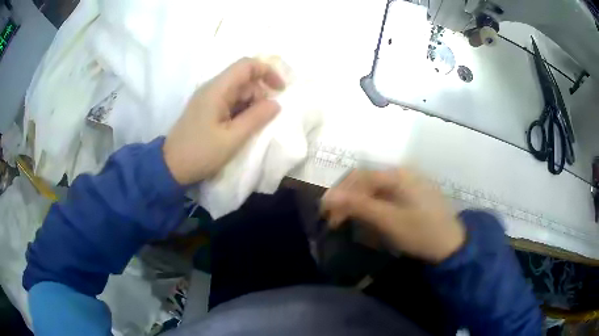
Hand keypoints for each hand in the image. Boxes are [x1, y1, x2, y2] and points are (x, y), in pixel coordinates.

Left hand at [163, 58, 285, 184]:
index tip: (280, 89)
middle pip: (243, 79)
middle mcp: (212, 88)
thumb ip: (256, 118)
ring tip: (248, 129)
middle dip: (259, 95)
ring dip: (250, 106)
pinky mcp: (206, 109)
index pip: (246, 65)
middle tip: (261, 121)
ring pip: (238, 91)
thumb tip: (276, 104)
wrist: (171, 167)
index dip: (267, 71)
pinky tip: (239, 129)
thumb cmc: (200, 153)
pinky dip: (240, 111)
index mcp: (217, 89)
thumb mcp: (232, 138)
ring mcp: (208, 98)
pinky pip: (229, 102)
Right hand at [321, 169, 464, 262]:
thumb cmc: (422, 233)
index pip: (359, 177)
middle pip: (366, 180)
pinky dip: (372, 206)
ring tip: (347, 220)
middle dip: (347, 198)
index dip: (339, 193)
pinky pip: (385, 195)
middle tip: (334, 220)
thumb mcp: (389, 221)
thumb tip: (328, 197)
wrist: (452, 246)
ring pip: (374, 188)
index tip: (325, 213)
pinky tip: (368, 218)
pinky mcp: (412, 195)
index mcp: (398, 174)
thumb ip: (359, 206)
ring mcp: (409, 183)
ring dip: (358, 203)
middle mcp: (402, 173)